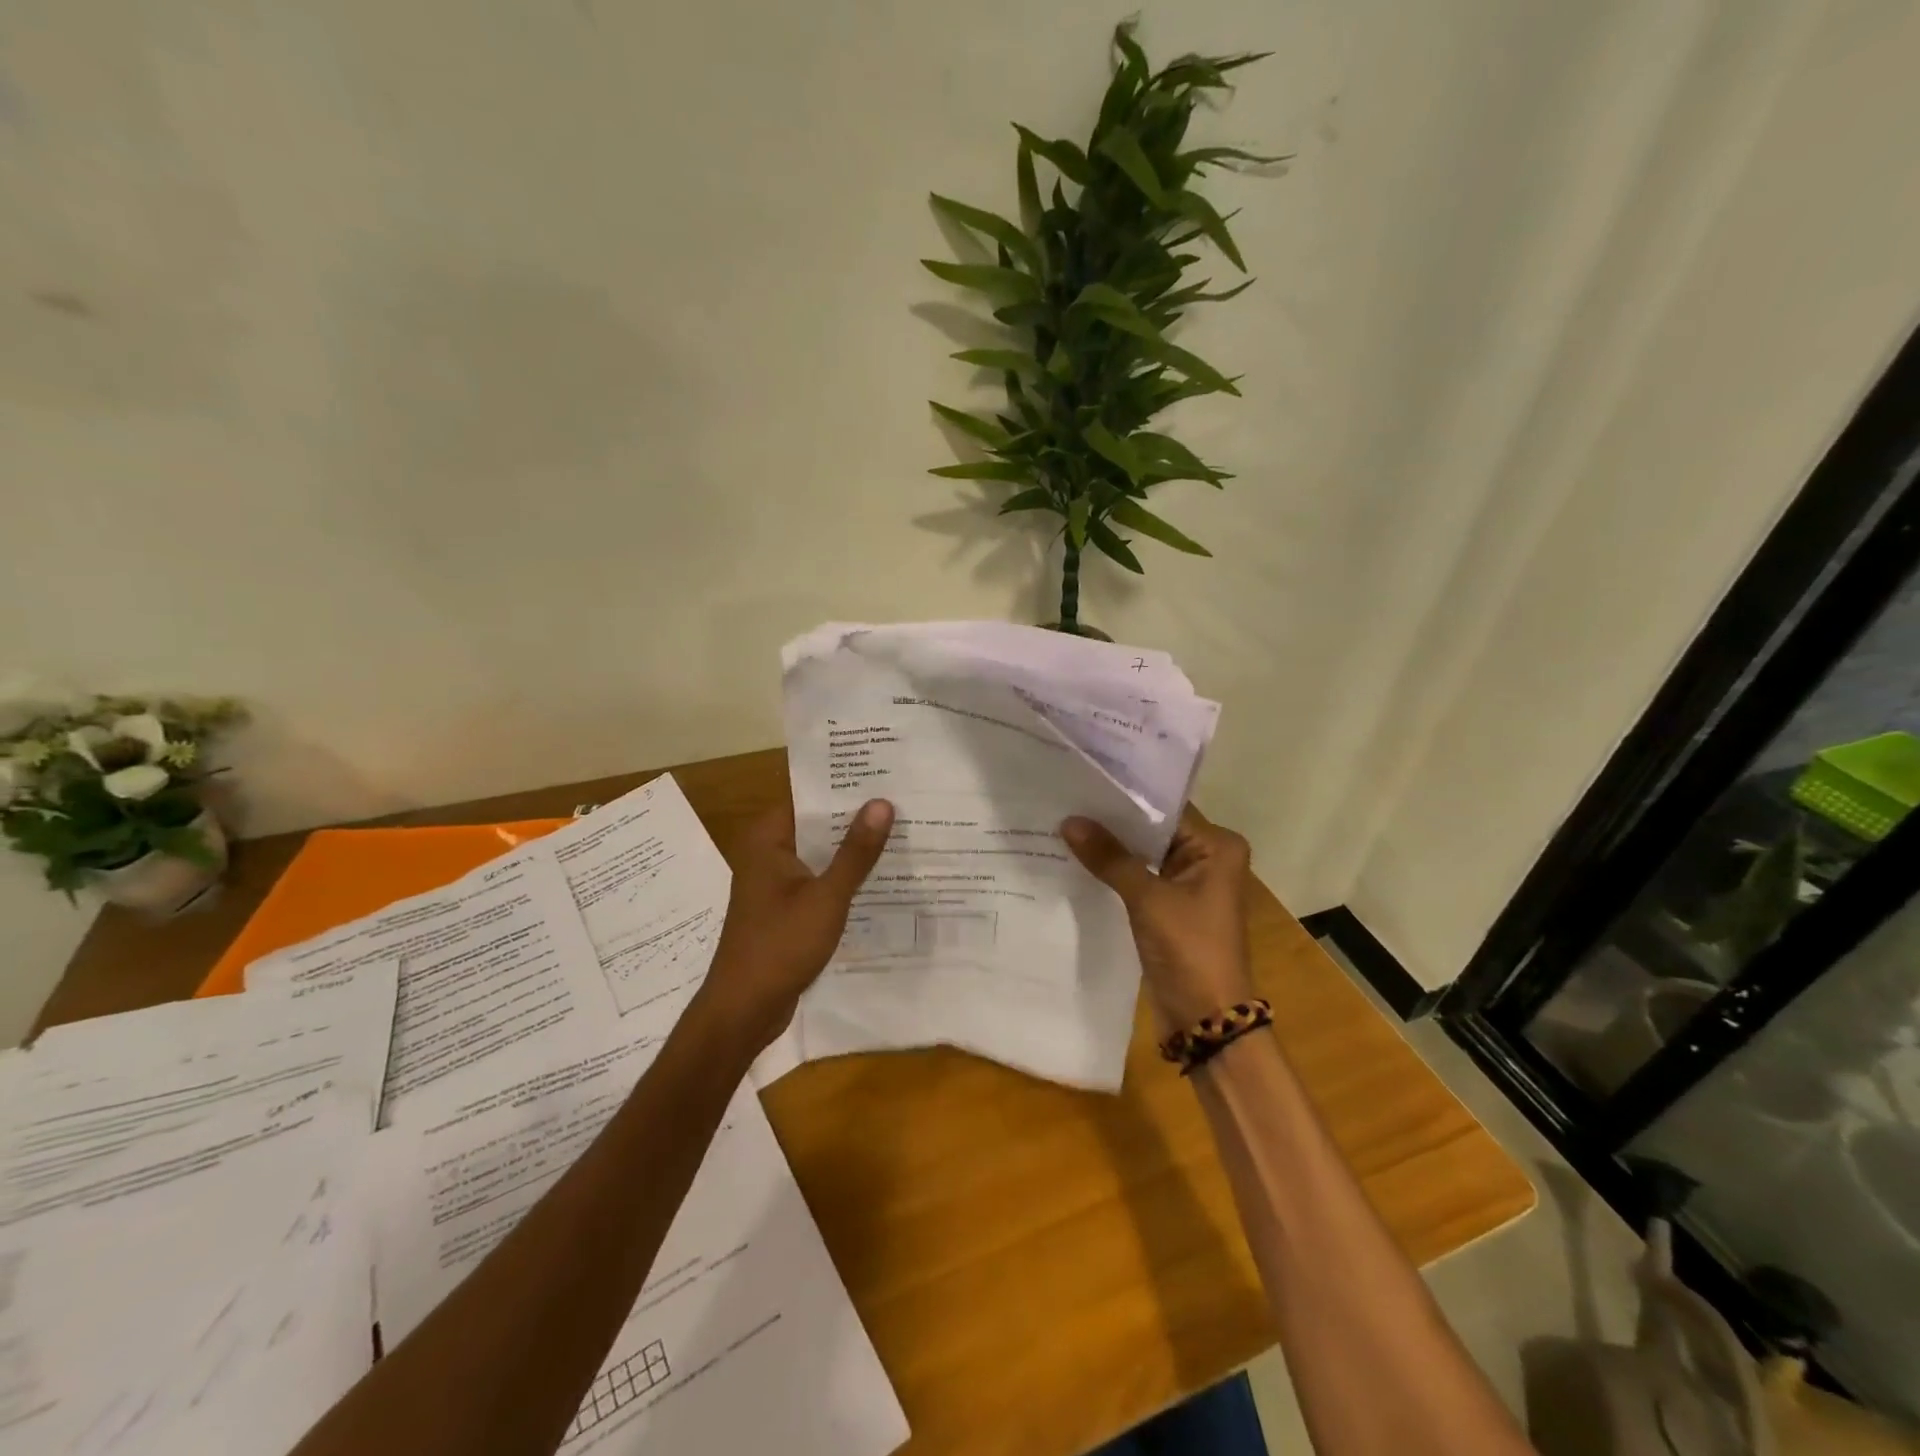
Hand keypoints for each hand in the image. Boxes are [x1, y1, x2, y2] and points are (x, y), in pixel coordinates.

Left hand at [694, 796, 894, 1051]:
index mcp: (768, 839)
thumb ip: (856, 852)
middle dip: (856, 818)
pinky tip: (882, 878)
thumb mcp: (826, 897)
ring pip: (820, 854)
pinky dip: (844, 878)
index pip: (810, 797)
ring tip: (903, 833)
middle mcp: (768, 853)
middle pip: (817, 824)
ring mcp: (775, 883)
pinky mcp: (785, 909)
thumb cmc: (780, 946)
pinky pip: (819, 881)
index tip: (885, 775)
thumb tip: (882, 803)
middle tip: (905, 802)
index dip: (846, 786)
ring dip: (852, 850)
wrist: (743, 1010)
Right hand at [1060, 806, 1255, 1031]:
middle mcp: (1208, 858)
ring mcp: (1189, 883)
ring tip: (1064, 822)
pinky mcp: (1171, 906)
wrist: (1205, 1019)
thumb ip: (1110, 858)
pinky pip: (1139, 877)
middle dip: (1112, 821)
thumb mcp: (1147, 898)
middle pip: (1153, 829)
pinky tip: (1077, 857)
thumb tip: (1069, 821)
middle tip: (1066, 798)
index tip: (1085, 780)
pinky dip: (1114, 870)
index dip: (1125, 796)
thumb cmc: (1189, 949)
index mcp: (1218, 847)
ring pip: (1143, 854)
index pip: (1166, 808)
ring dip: (1111, 846)